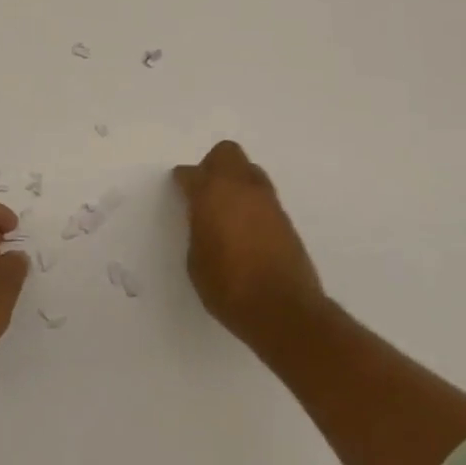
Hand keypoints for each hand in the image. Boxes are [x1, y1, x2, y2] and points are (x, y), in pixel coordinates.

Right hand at [173, 141, 325, 349]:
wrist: (284, 310)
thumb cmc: (228, 287)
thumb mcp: (196, 260)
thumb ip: (199, 230)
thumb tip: (206, 220)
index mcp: (211, 194)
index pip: (191, 174)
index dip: (183, 181)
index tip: (179, 191)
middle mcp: (240, 188)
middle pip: (226, 154)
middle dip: (213, 166)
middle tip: (205, 191)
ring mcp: (267, 200)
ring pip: (249, 171)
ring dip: (236, 181)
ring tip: (228, 210)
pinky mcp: (286, 217)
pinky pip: (263, 195)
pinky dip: (252, 202)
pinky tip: (246, 228)